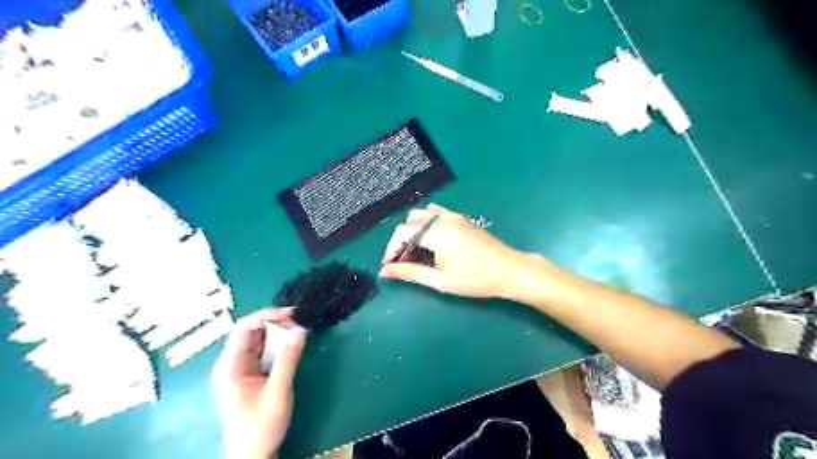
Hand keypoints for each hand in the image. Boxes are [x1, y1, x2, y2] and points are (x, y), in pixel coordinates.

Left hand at [211, 308, 307, 458]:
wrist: (253, 456)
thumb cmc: (261, 427)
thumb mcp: (278, 392)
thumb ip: (288, 359)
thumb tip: (300, 329)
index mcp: (230, 365)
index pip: (244, 327)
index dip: (267, 315)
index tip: (293, 314)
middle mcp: (232, 362)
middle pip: (252, 330)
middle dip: (276, 323)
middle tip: (300, 327)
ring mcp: (241, 368)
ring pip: (259, 339)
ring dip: (279, 333)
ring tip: (299, 333)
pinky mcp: (251, 374)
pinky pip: (264, 350)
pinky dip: (279, 344)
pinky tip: (292, 346)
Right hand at [378, 203, 532, 298]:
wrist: (510, 271)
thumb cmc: (476, 280)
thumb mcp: (440, 280)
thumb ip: (410, 273)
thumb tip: (385, 272)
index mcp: (438, 232)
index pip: (403, 232)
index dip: (391, 248)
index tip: (389, 266)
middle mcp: (444, 218)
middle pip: (410, 220)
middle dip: (401, 239)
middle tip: (401, 260)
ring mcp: (454, 215)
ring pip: (423, 214)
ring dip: (413, 230)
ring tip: (415, 251)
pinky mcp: (462, 218)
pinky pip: (437, 213)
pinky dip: (426, 223)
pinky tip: (430, 240)